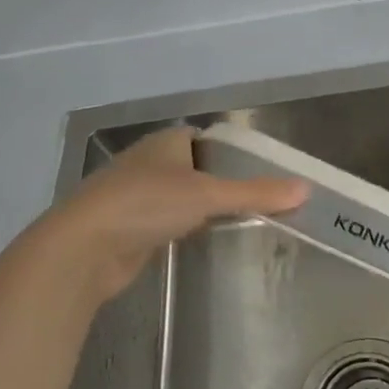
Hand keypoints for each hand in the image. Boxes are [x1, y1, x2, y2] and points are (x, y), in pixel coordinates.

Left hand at [43, 126, 307, 302]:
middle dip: (222, 184)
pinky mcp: (127, 228)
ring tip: (241, 224)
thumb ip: (255, 192)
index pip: (207, 139)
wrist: (83, 248)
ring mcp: (134, 196)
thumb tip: (305, 189)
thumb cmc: (146, 204)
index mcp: (166, 142)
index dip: (234, 153)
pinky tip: (204, 243)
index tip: (263, 174)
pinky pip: (166, 223)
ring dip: (202, 210)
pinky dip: (184, 230)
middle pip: (195, 169)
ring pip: (179, 198)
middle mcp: (149, 163)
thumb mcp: (208, 195)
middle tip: (261, 203)